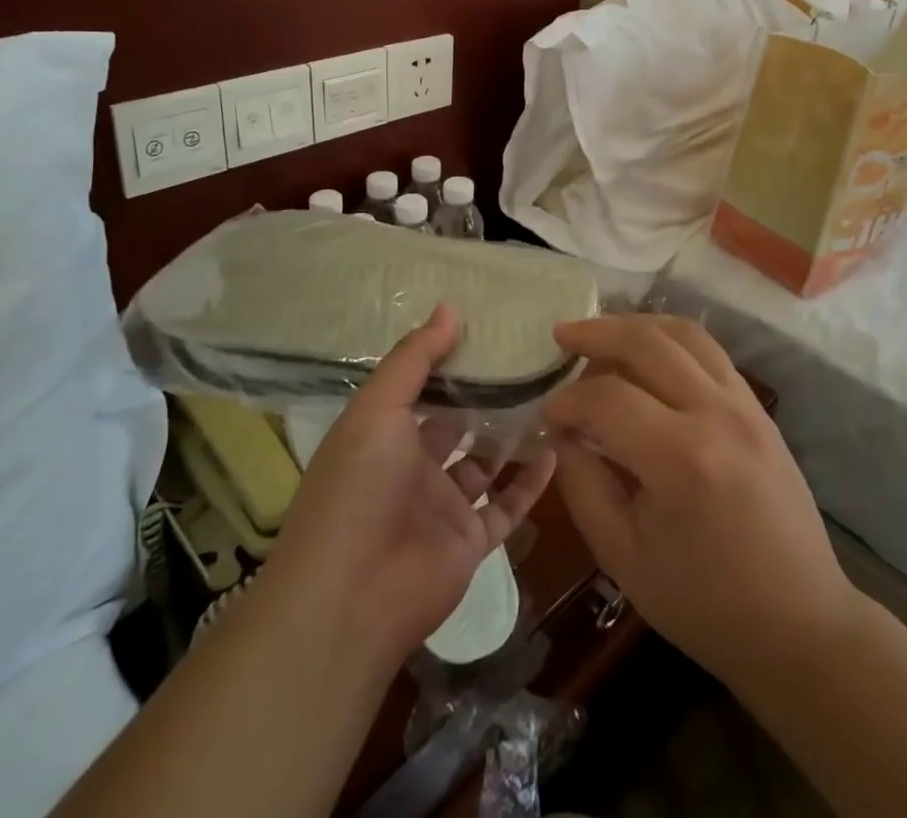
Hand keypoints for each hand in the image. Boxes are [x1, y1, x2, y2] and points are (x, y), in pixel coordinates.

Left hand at [264, 304, 555, 670]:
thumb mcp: (378, 409)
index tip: (489, 329)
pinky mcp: (469, 541)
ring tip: (551, 396)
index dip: (450, 361)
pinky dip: (530, 482)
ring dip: (512, 436)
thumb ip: (415, 359)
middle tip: (530, 360)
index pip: (421, 389)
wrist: (351, 599)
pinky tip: (556, 450)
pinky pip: (506, 506)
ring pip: (485, 463)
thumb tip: (449, 308)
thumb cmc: (358, 488)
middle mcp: (412, 467)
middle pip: (456, 424)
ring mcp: (442, 506)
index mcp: (383, 435)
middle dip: (486, 396)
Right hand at [542, 315, 855, 681]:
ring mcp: (745, 404)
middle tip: (561, 336)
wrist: (798, 622)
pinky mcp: (758, 407)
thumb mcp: (623, 556)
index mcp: (681, 459)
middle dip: (596, 333)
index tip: (549, 414)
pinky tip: (648, 352)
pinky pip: (710, 351)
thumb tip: (562, 433)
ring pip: (684, 334)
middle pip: (647, 343)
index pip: (608, 398)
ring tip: (601, 333)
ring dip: (636, 324)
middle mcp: (716, 413)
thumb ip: (583, 484)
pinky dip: (671, 339)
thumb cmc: (703, 602)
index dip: (569, 400)